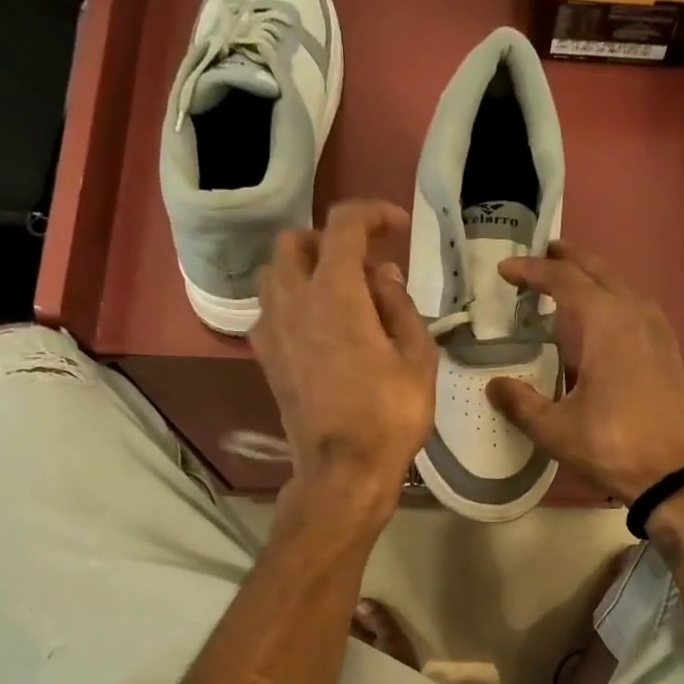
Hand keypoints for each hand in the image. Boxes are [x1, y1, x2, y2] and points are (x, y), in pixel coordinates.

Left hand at [250, 200, 435, 534]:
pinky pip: (270, 310)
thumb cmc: (390, 414)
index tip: (397, 227)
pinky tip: (318, 327)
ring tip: (339, 293)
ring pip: (274, 274)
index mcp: (335, 292)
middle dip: (330, 240)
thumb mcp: (417, 357)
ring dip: (304, 269)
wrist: (343, 470)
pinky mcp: (266, 359)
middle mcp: (293, 300)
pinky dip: (291, 303)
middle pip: (295, 242)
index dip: (373, 213)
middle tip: (363, 263)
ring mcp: (272, 330)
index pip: (344, 224)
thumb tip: (382, 276)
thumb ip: (399, 305)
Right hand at [486, 244, 683, 503]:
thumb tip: (494, 385)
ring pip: (620, 286)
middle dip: (566, 261)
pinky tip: (602, 321)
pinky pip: (635, 307)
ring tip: (567, 284)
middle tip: (540, 257)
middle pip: (597, 271)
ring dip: (592, 279)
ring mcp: (657, 330)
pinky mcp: (668, 350)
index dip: (531, 272)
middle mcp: (634, 313)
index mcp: (605, 322)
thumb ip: (521, 403)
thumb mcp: (556, 430)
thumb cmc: (614, 446)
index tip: (505, 270)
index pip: (562, 280)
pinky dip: (611, 300)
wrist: (679, 474)